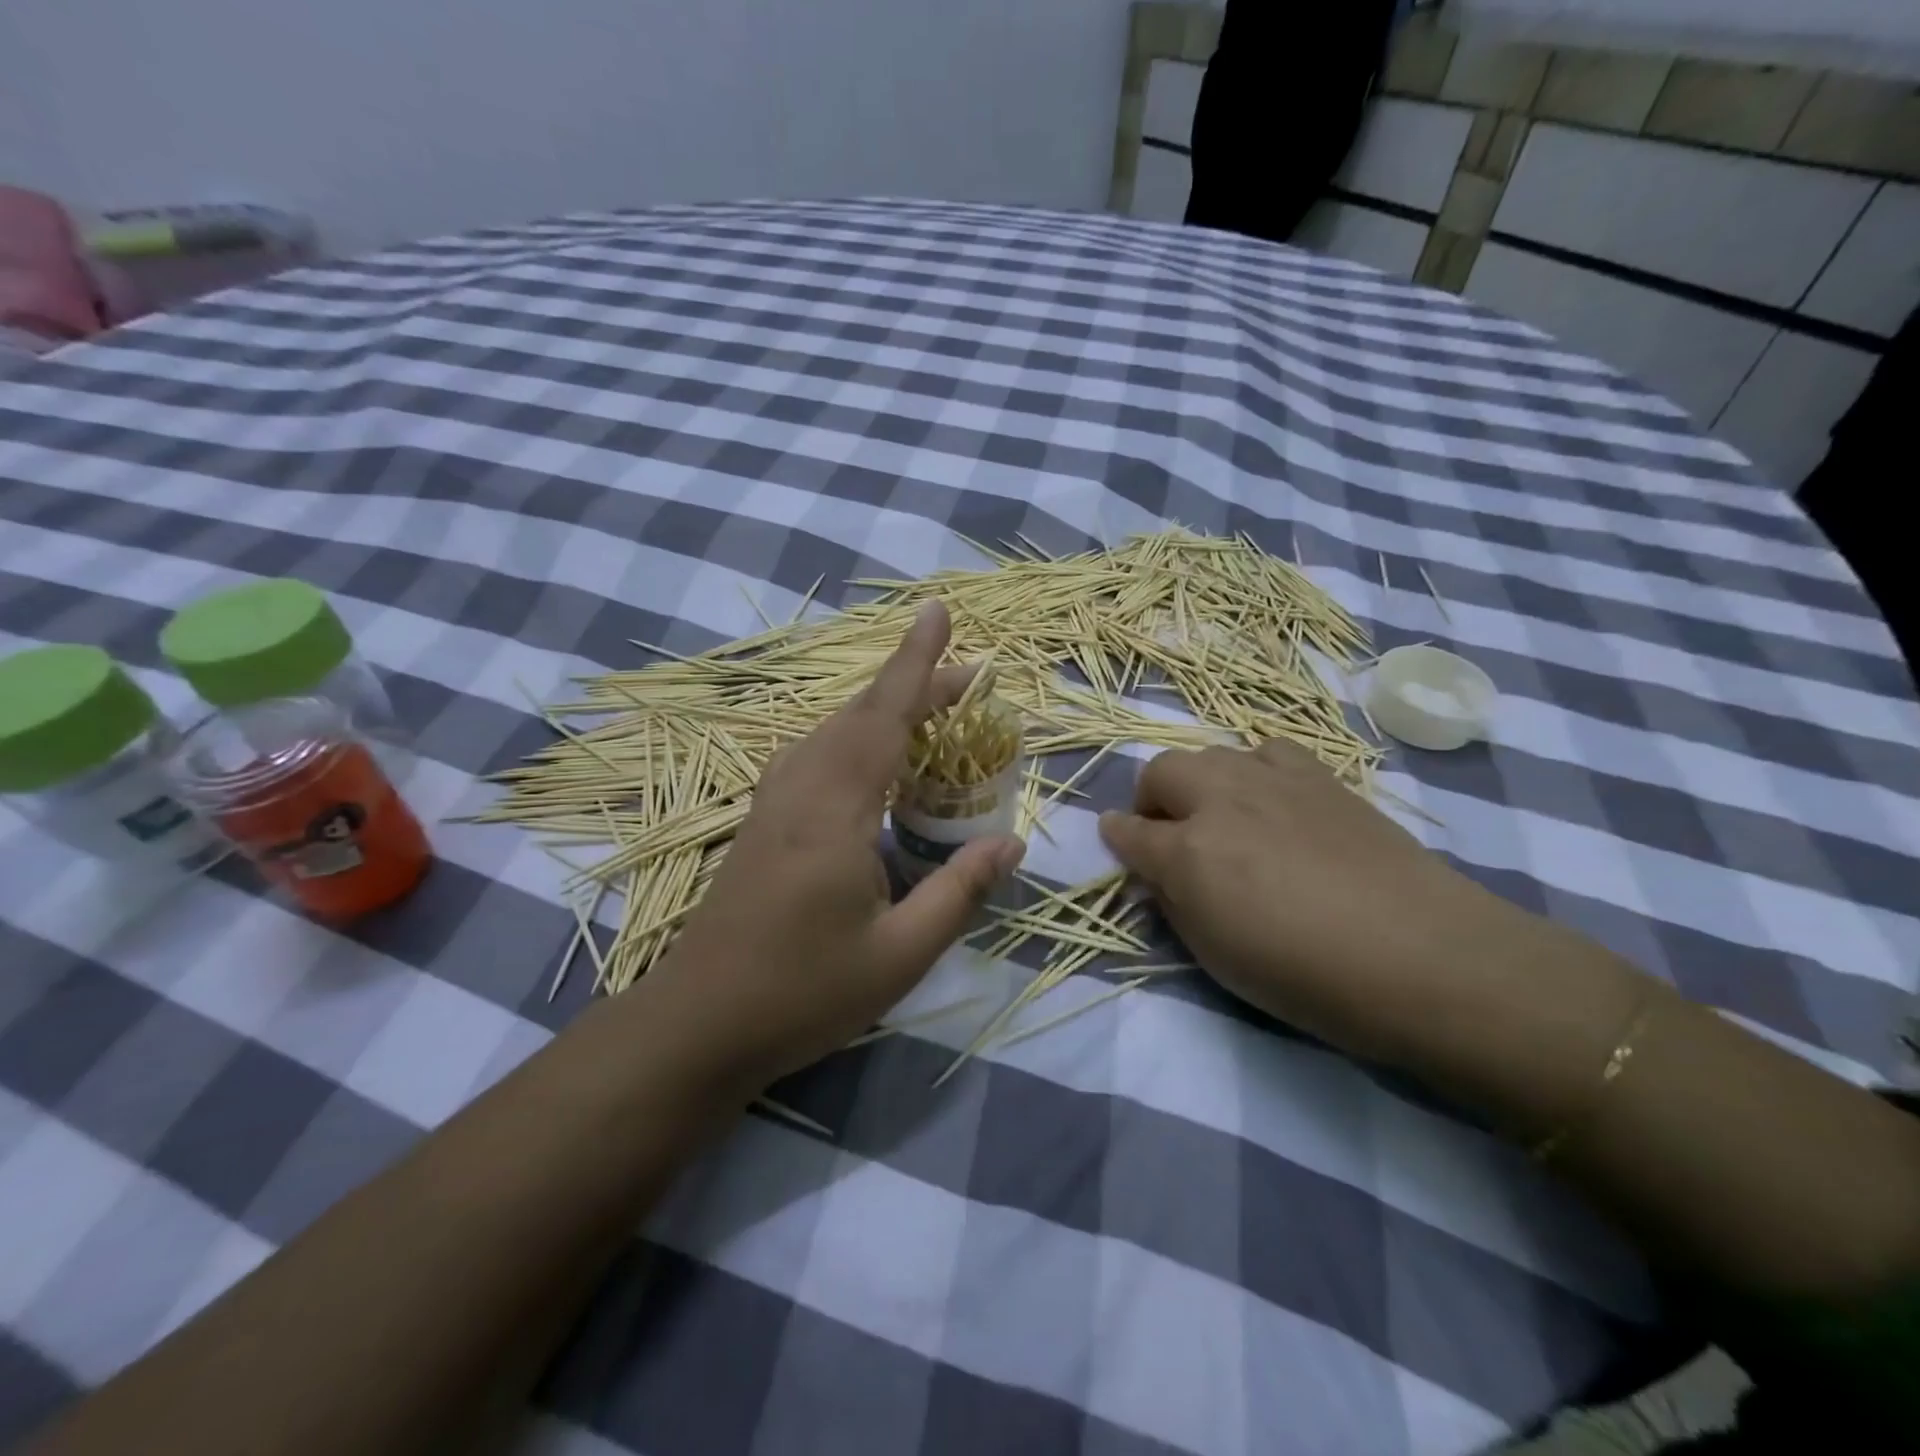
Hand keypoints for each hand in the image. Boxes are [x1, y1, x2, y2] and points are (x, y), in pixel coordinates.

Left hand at [644, 601, 1024, 1086]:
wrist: (698, 1024)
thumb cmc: (803, 992)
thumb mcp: (901, 954)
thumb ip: (959, 892)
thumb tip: (1012, 842)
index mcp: (836, 811)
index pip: (884, 717)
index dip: (916, 662)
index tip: (938, 612)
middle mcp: (800, 790)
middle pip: (861, 716)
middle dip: (914, 687)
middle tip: (969, 681)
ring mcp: (772, 804)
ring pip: (832, 732)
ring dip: (882, 712)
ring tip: (930, 715)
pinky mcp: (760, 824)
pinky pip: (813, 757)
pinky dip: (852, 740)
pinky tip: (868, 763)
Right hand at [1098, 741, 1520, 1063]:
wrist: (1425, 957)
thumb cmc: (1307, 976)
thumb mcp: (1216, 957)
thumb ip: (1176, 903)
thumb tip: (1159, 872)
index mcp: (1188, 851)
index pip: (1130, 832)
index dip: (1117, 837)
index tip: (1115, 840)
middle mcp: (1222, 800)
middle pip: (1162, 771)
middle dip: (1151, 798)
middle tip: (1168, 833)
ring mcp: (1274, 781)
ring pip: (1213, 754)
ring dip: (1201, 781)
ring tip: (1222, 816)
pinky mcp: (1322, 777)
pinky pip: (1268, 751)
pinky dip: (1254, 770)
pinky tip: (1273, 801)